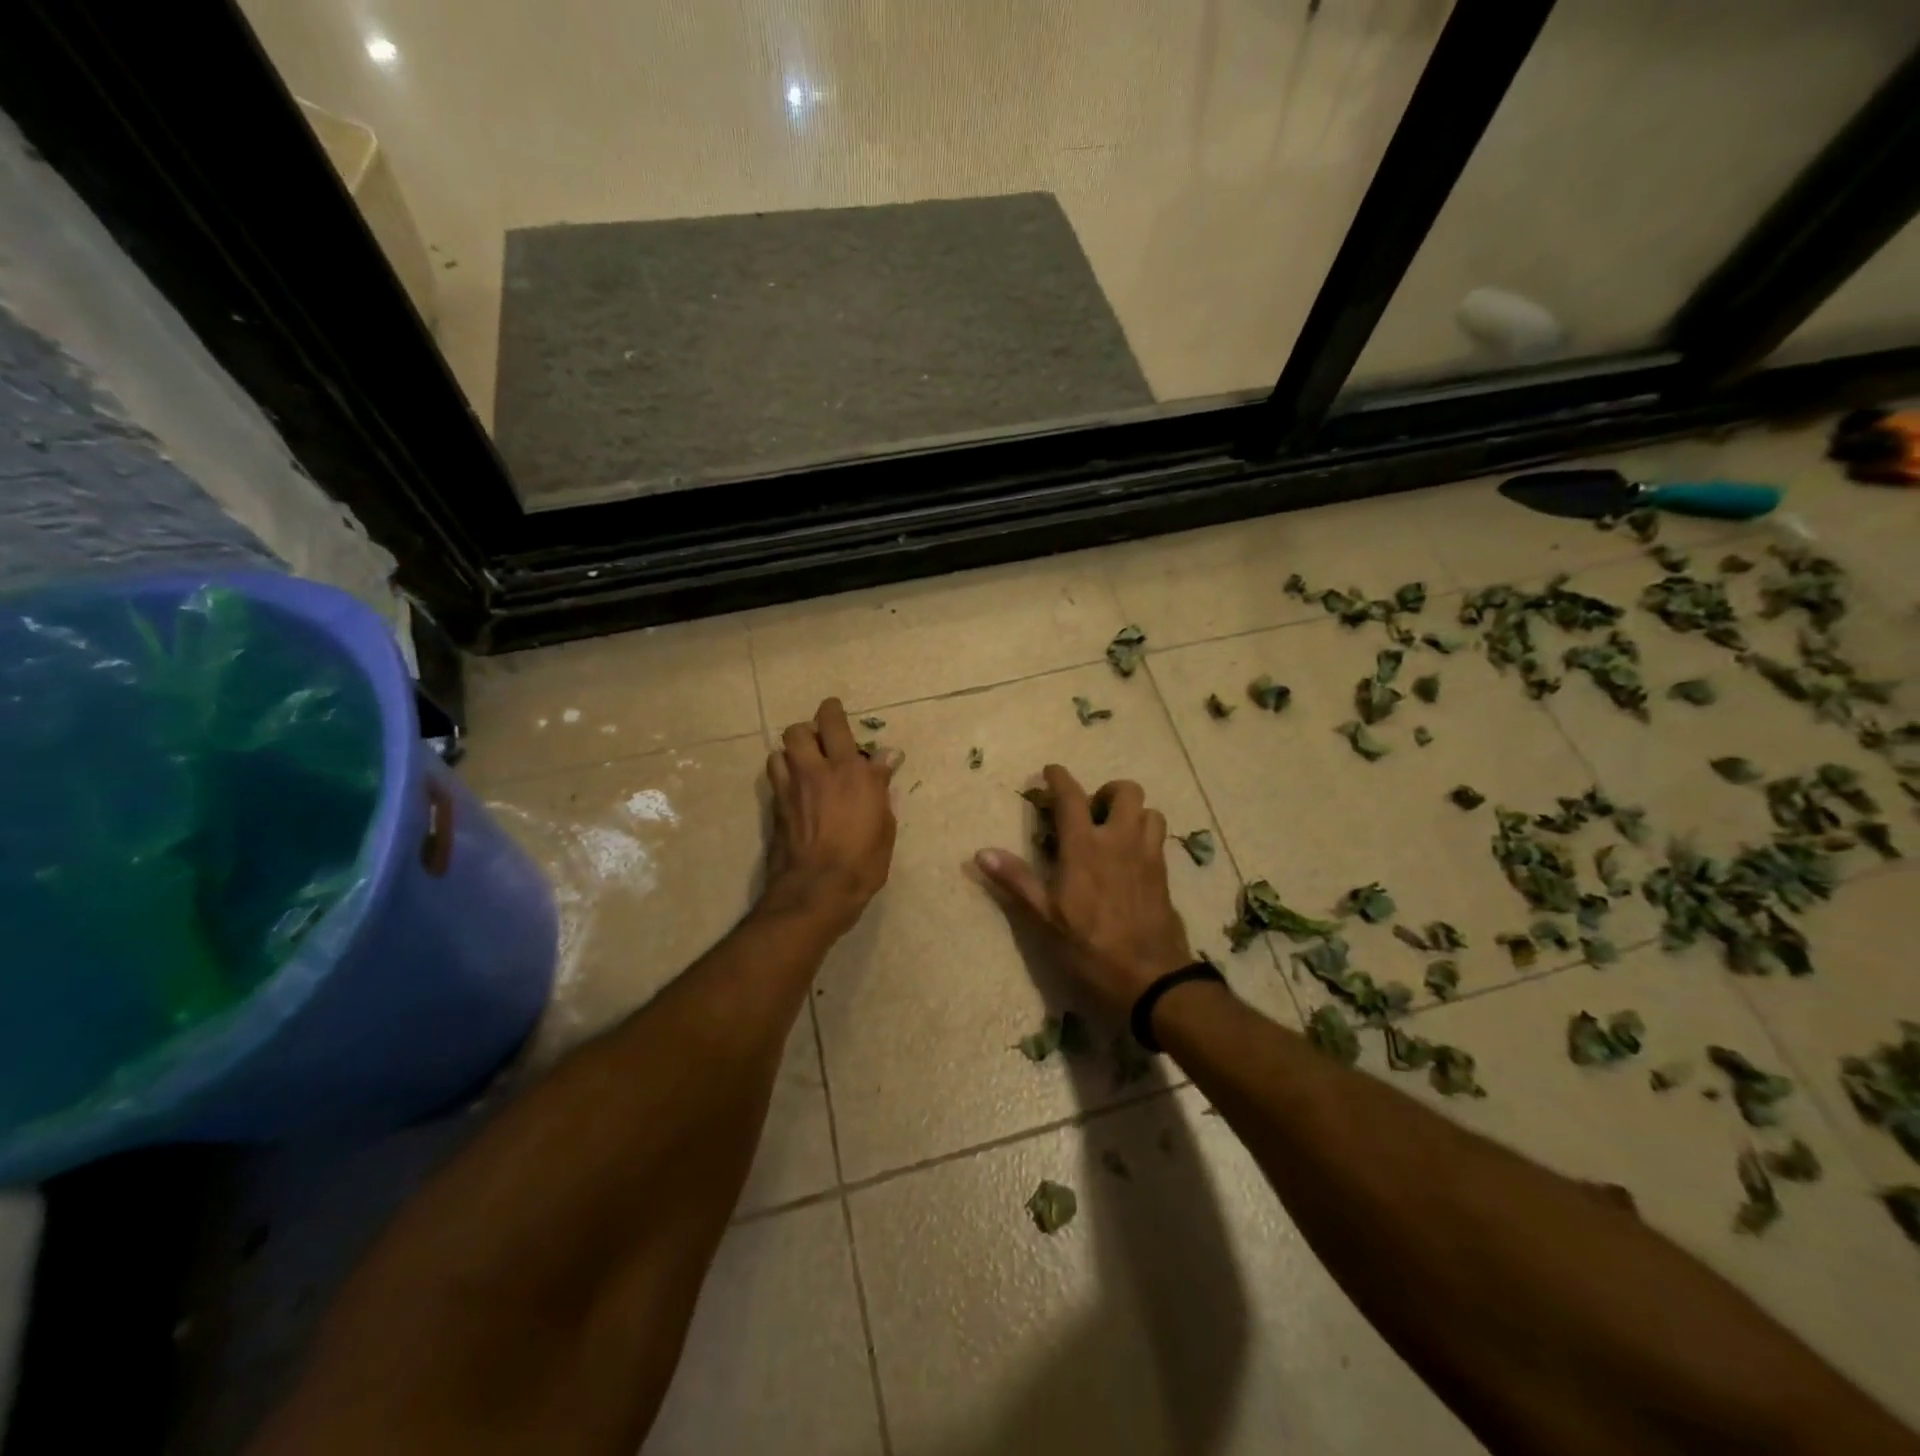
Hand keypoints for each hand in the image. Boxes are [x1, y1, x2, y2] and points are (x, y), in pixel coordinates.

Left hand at [761, 698, 900, 933]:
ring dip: (792, 754)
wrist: (817, 891)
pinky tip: (796, 791)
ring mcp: (790, 789)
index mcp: (849, 772)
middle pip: (798, 731)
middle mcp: (815, 772)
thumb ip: (880, 785)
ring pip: (780, 752)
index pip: (834, 724)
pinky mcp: (775, 808)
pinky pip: (775, 778)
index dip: (833, 711)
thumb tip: (887, 756)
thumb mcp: (884, 824)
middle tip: (822, 743)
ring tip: (805, 766)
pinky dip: (784, 776)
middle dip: (809, 730)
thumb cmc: (863, 861)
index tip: (835, 710)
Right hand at [975, 765, 1192, 1017]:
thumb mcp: (1045, 917)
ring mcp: (1147, 855)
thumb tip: (981, 853)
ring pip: (1150, 812)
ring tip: (1115, 834)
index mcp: (1086, 847)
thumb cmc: (1090, 947)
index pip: (1072, 797)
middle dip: (1108, 792)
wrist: (1150, 977)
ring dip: (1132, 814)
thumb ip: (1016, 880)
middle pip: (1126, 791)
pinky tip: (1129, 859)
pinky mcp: (1164, 874)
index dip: (1060, 778)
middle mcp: (1120, 841)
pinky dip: (1144, 836)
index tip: (1051, 771)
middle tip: (1092, 813)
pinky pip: (1158, 838)